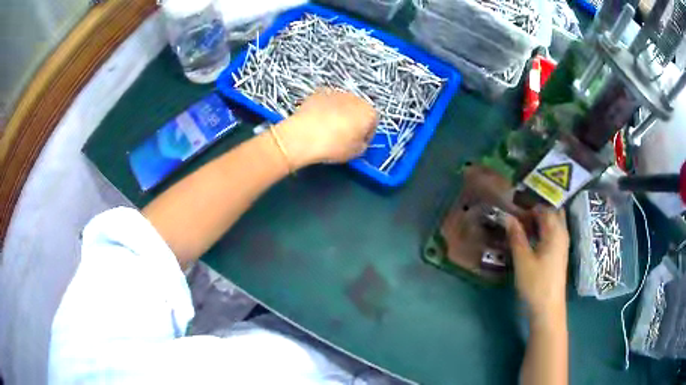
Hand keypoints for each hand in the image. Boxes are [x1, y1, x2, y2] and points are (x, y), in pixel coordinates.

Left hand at [276, 89, 377, 167]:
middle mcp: (356, 98)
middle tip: (343, 137)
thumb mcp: (355, 153)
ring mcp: (337, 93)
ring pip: (343, 105)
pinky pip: (327, 102)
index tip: (357, 144)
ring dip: (339, 114)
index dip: (366, 135)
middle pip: (359, 111)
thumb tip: (359, 140)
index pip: (373, 124)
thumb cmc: (333, 145)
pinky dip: (325, 109)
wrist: (303, 135)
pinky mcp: (320, 92)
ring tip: (328, 129)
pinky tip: (317, 121)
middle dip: (353, 122)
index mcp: (369, 113)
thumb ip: (363, 144)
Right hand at [505, 207, 569, 322]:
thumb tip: (508, 217)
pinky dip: (543, 230)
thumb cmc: (536, 283)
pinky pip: (552, 234)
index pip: (544, 208)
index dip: (529, 205)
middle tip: (520, 212)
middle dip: (537, 209)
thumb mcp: (522, 260)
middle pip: (552, 213)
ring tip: (522, 223)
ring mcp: (562, 245)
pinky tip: (531, 238)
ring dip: (540, 220)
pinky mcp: (559, 255)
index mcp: (555, 231)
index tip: (514, 207)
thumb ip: (516, 237)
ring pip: (553, 223)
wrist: (548, 309)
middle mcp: (562, 234)